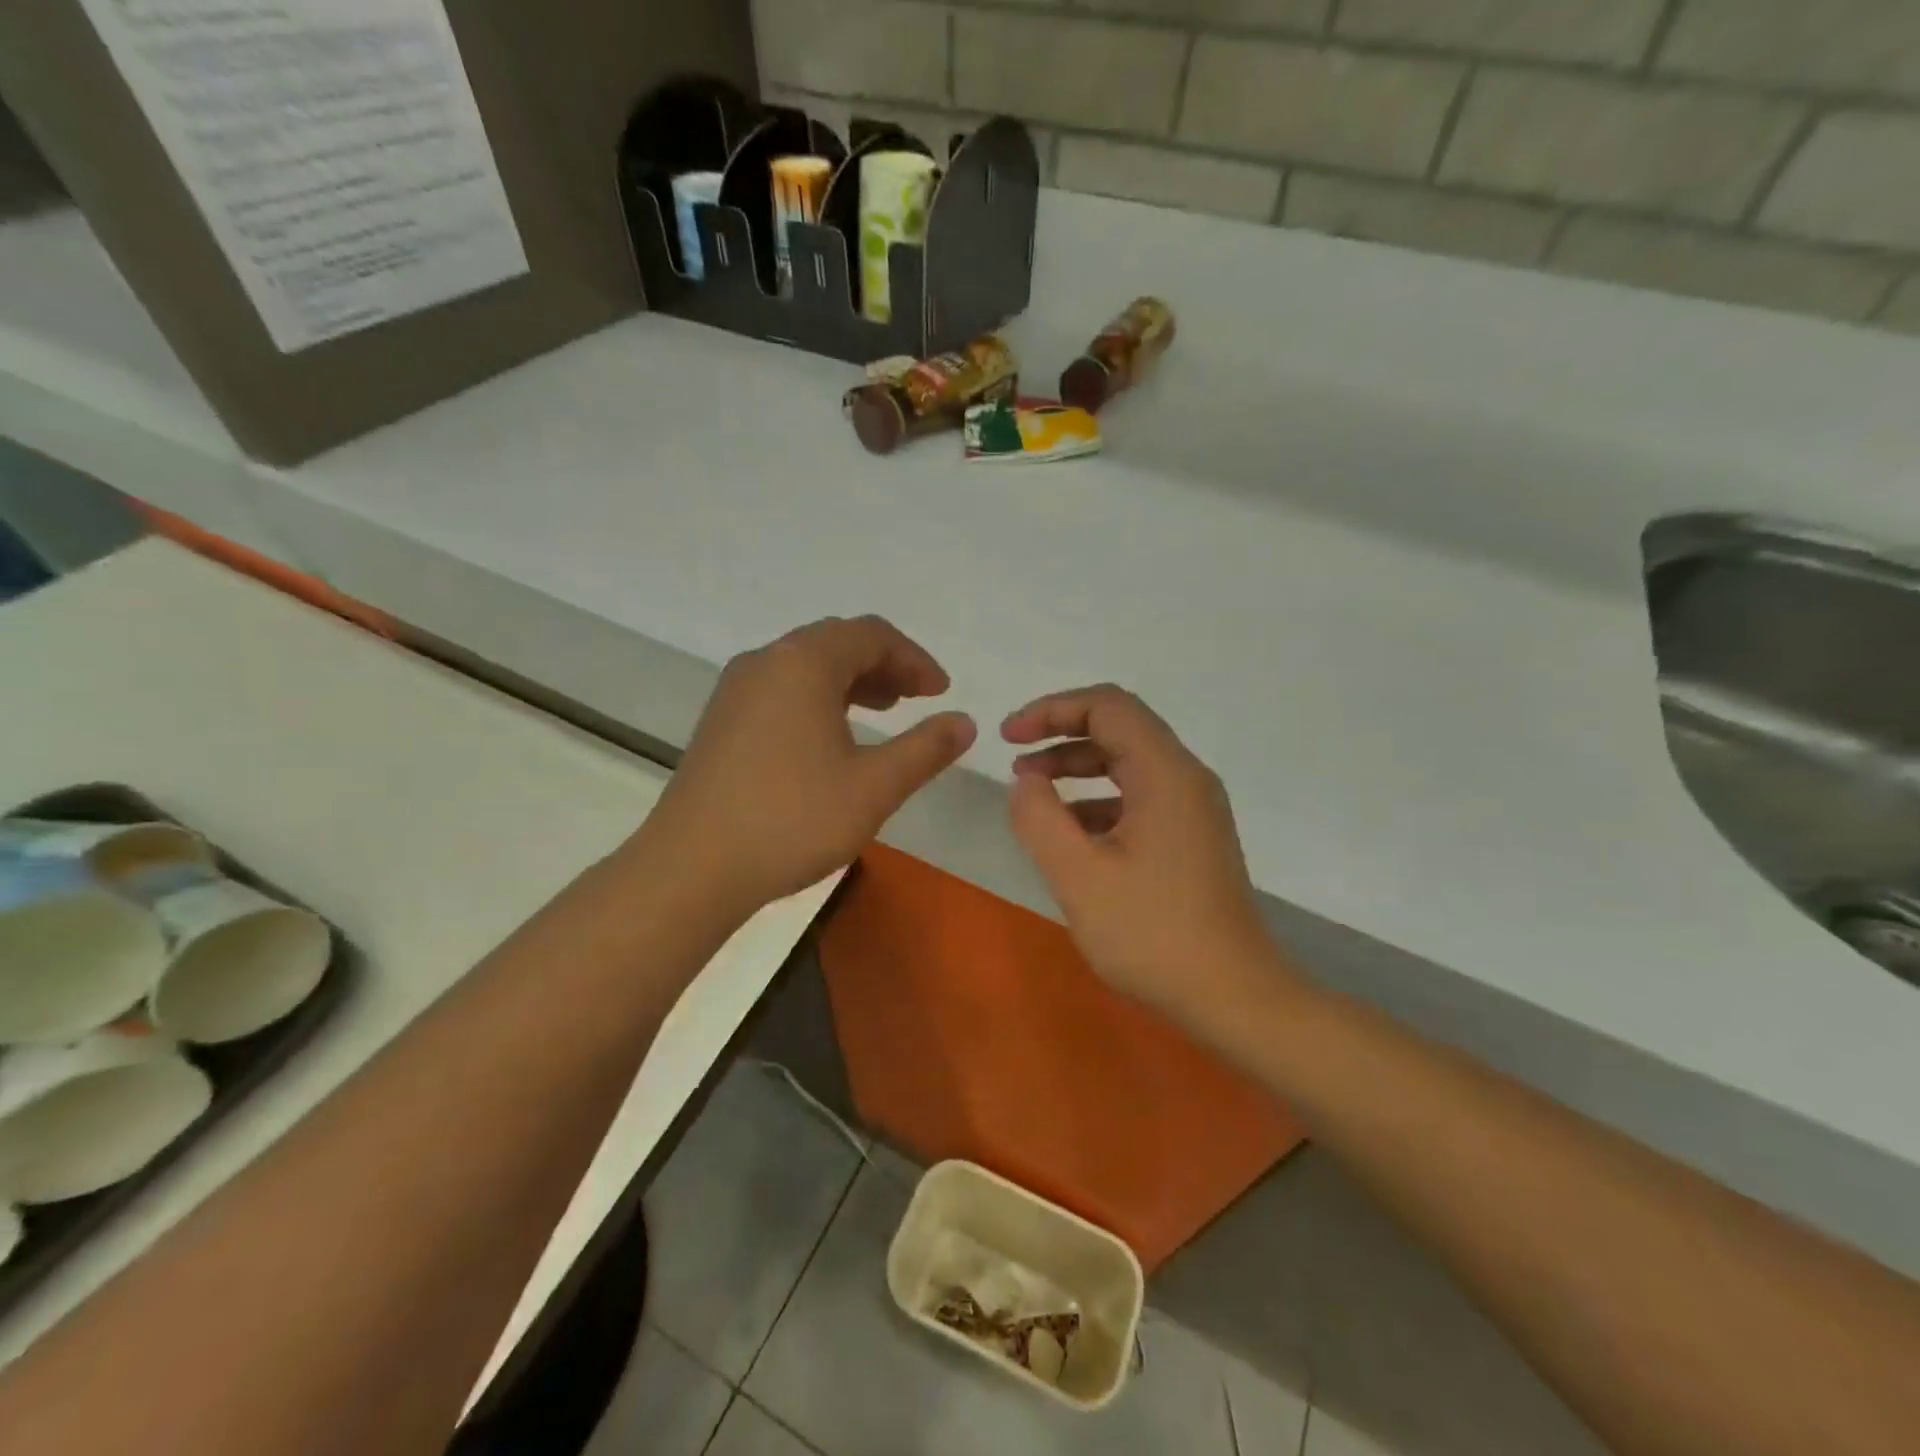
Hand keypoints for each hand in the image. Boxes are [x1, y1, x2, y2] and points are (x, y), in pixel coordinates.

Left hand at [647, 616, 974, 911]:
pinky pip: (781, 688)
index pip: (871, 635)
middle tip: (917, 698)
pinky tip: (831, 736)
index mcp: (803, 664)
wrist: (692, 868)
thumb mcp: (873, 787)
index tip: (941, 693)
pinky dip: (818, 697)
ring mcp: (736, 690)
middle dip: (884, 664)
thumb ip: (925, 749)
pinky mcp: (721, 720)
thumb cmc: (791, 820)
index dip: (914, 659)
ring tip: (883, 711)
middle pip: (836, 642)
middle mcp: (765, 662)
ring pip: (806, 665)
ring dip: (851, 680)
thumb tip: (964, 722)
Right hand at [1003, 685, 1281, 1022]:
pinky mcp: (1192, 837)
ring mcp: (1193, 808)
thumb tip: (1026, 781)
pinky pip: (1139, 796)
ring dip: (1077, 766)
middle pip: (1120, 727)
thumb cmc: (1153, 934)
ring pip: (1128, 762)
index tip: (1009, 737)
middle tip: (1014, 757)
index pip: (1107, 706)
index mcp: (1165, 774)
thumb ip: (1040, 818)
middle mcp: (1185, 778)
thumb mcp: (1079, 876)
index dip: (1052, 709)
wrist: (1233, 996)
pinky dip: (1097, 799)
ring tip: (1033, 790)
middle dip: (1061, 734)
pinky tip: (1069, 832)